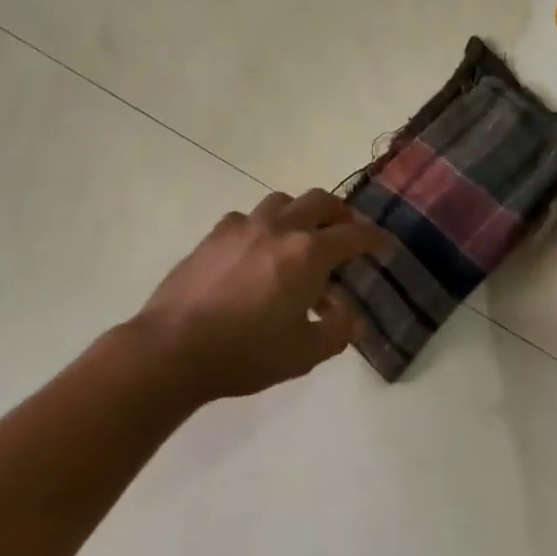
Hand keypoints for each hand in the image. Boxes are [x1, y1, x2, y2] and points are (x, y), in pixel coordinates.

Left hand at [133, 189, 386, 400]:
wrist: (174, 347)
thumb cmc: (245, 353)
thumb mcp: (304, 354)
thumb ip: (337, 331)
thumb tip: (350, 315)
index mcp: (307, 254)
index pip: (352, 236)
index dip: (373, 238)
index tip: (382, 243)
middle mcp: (279, 228)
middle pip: (319, 201)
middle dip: (339, 212)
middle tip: (345, 230)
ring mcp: (243, 226)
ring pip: (281, 201)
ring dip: (299, 212)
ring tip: (299, 235)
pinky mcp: (214, 234)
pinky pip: (246, 218)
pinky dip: (261, 226)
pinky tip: (254, 250)